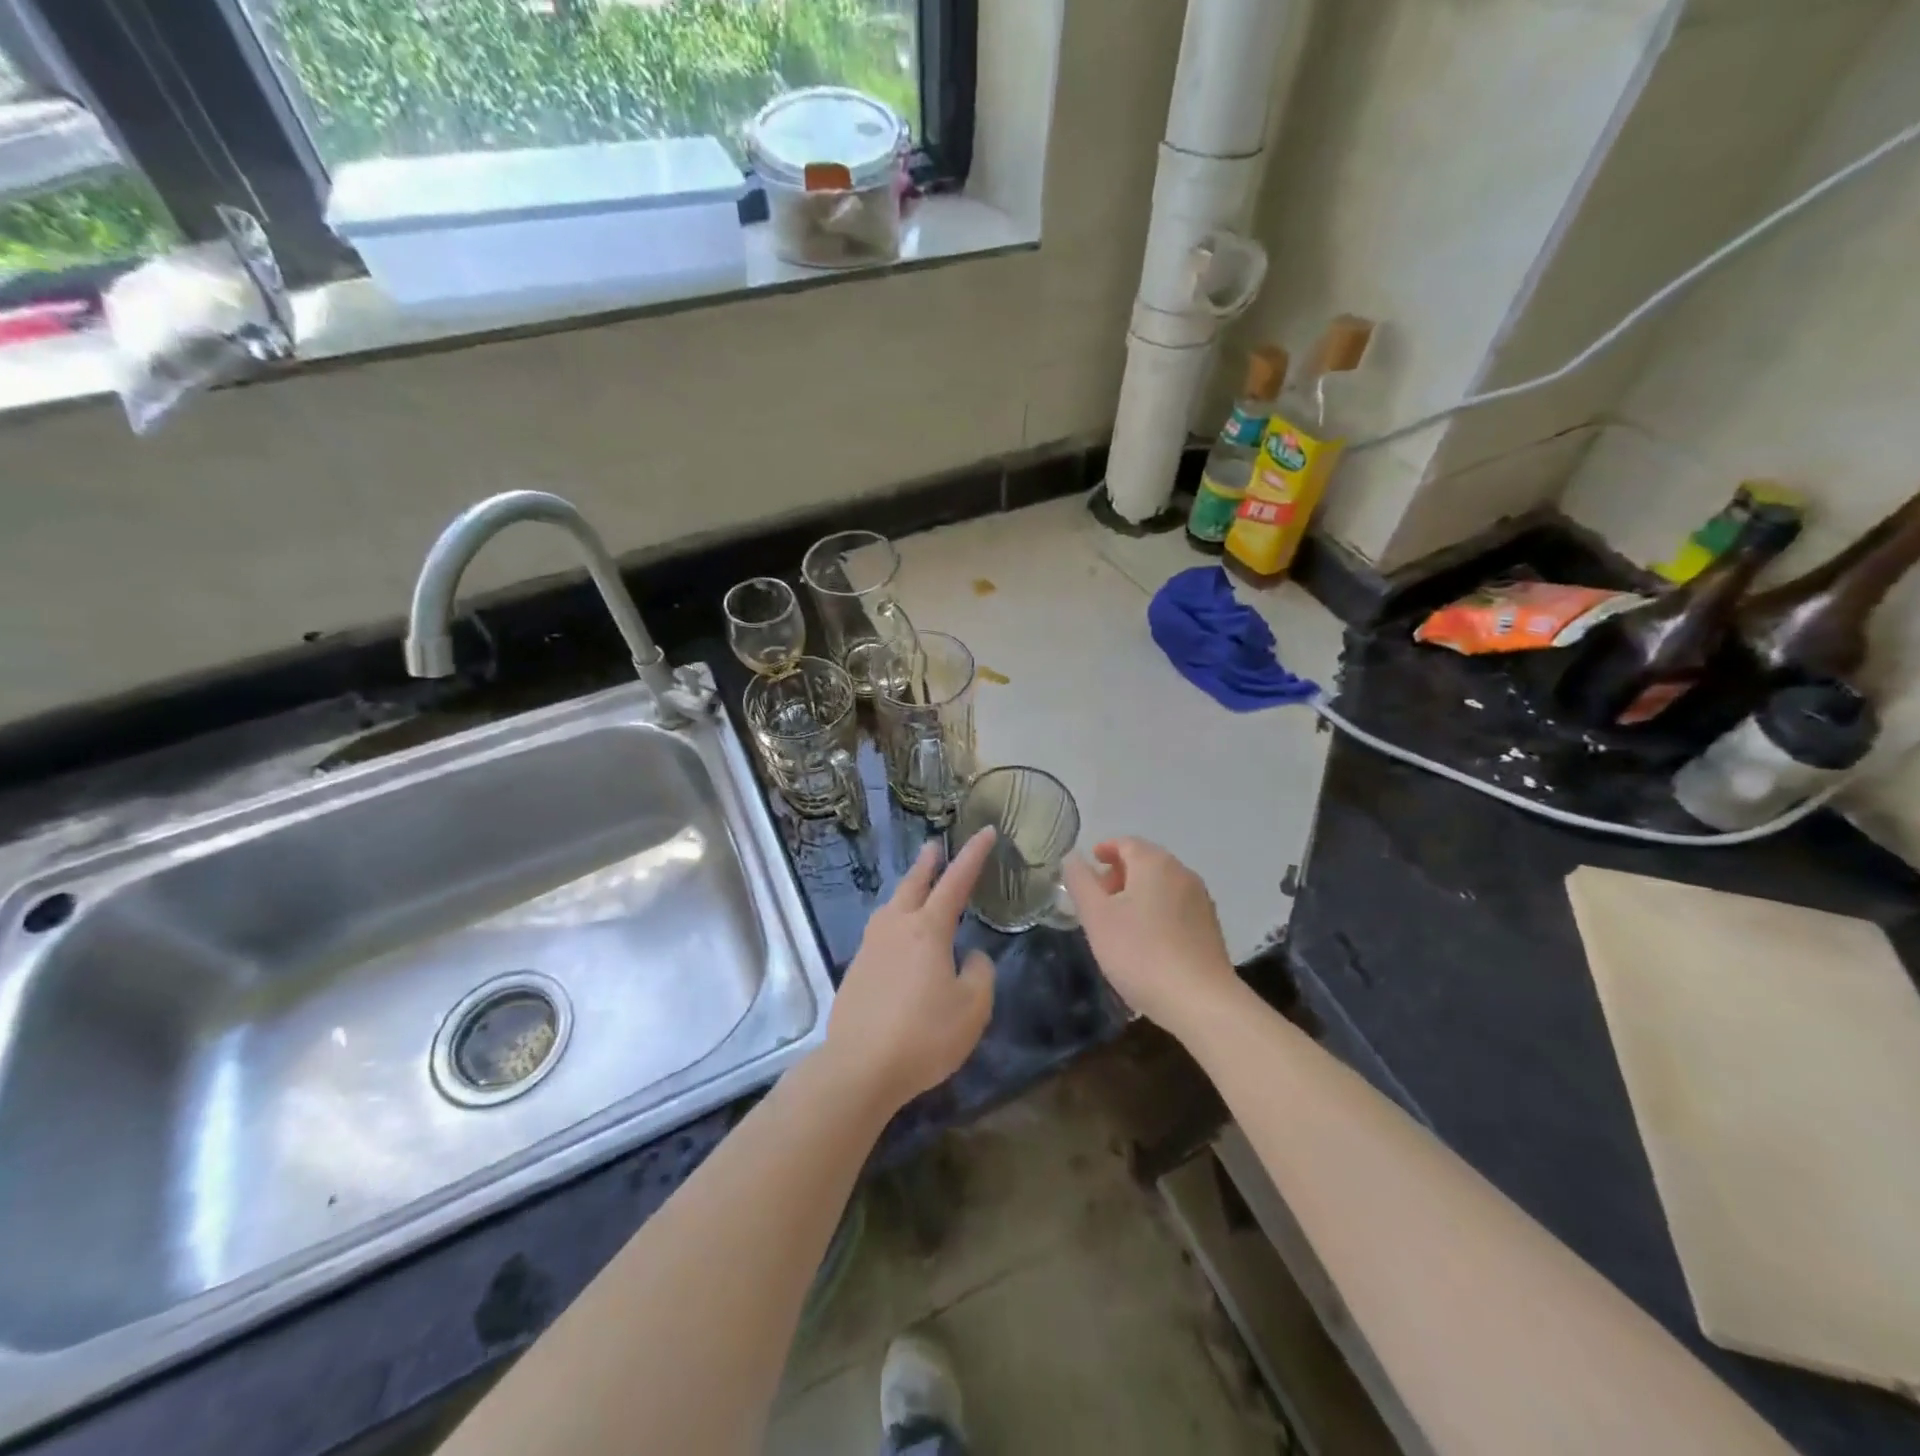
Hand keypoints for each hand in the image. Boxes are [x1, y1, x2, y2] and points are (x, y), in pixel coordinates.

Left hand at [821, 829, 997, 1113]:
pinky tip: (897, 937)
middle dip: (927, 863)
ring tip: (915, 887)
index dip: (973, 855)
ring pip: (891, 906)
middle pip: (913, 885)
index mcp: (928, 930)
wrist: (859, 1067)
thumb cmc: (924, 1035)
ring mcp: (871, 947)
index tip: (985, 831)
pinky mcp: (856, 970)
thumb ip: (979, 974)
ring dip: (906, 890)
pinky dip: (894, 920)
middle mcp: (896, 928)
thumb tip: (970, 957)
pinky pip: (880, 932)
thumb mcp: (972, 1008)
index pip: (955, 882)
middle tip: (934, 846)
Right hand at [1063, 837, 1235, 1034]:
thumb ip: (1080, 881)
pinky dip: (1155, 910)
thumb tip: (1073, 857)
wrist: (1200, 1001)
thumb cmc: (1140, 953)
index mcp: (1155, 863)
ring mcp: (1201, 900)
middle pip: (1146, 861)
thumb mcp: (1096, 916)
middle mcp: (1182, 873)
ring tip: (1118, 921)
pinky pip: (1176, 906)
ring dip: (1137, 893)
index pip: (1126, 843)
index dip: (1105, 849)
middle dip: (1119, 873)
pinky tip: (1145, 939)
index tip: (1090, 864)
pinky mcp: (1210, 927)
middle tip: (1097, 897)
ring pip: (1162, 884)